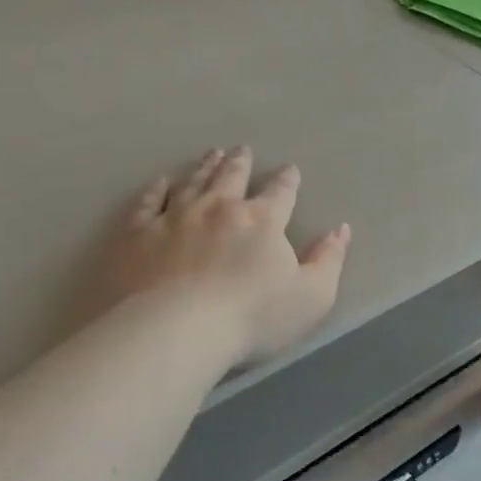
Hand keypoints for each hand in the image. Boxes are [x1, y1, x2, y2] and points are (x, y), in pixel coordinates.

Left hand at [96, 147, 350, 365]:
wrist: (178, 330)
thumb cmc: (252, 319)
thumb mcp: (311, 297)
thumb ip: (328, 260)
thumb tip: (341, 229)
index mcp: (261, 220)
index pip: (280, 192)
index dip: (287, 180)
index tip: (289, 170)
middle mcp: (218, 207)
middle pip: (231, 177)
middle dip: (240, 162)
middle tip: (241, 150)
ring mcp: (174, 216)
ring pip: (192, 182)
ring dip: (204, 167)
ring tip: (211, 154)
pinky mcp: (139, 233)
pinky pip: (148, 202)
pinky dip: (156, 189)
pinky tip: (160, 182)